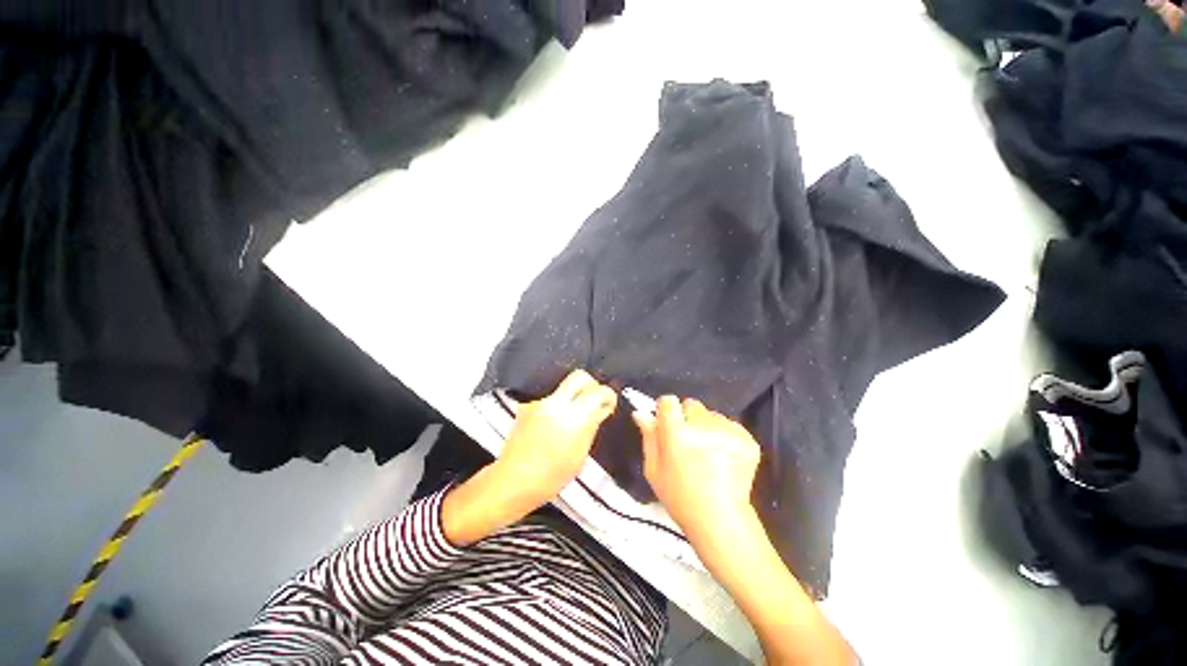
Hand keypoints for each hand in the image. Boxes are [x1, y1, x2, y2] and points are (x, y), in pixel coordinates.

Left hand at [497, 369, 617, 506]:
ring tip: (572, 419)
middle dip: (591, 385)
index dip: (608, 395)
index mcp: (573, 418)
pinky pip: (550, 399)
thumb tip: (601, 410)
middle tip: (594, 400)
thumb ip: (592, 426)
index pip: (598, 392)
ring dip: (573, 397)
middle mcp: (555, 404)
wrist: (514, 481)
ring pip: (563, 387)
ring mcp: (539, 403)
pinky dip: (557, 407)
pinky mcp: (527, 407)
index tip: (609, 403)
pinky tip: (555, 425)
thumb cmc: (550, 477)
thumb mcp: (580, 455)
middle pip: (579, 377)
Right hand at [632, 397, 760, 548]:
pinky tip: (723, 458)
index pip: (669, 401)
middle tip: (689, 442)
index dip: (666, 410)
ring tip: (708, 454)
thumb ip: (649, 436)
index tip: (667, 423)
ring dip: (707, 427)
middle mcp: (703, 425)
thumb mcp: (653, 469)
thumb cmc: (679, 497)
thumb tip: (642, 413)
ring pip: (712, 415)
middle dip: (687, 418)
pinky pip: (730, 426)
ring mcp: (728, 431)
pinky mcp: (747, 439)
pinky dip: (725, 437)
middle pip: (692, 405)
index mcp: (676, 432)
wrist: (721, 520)